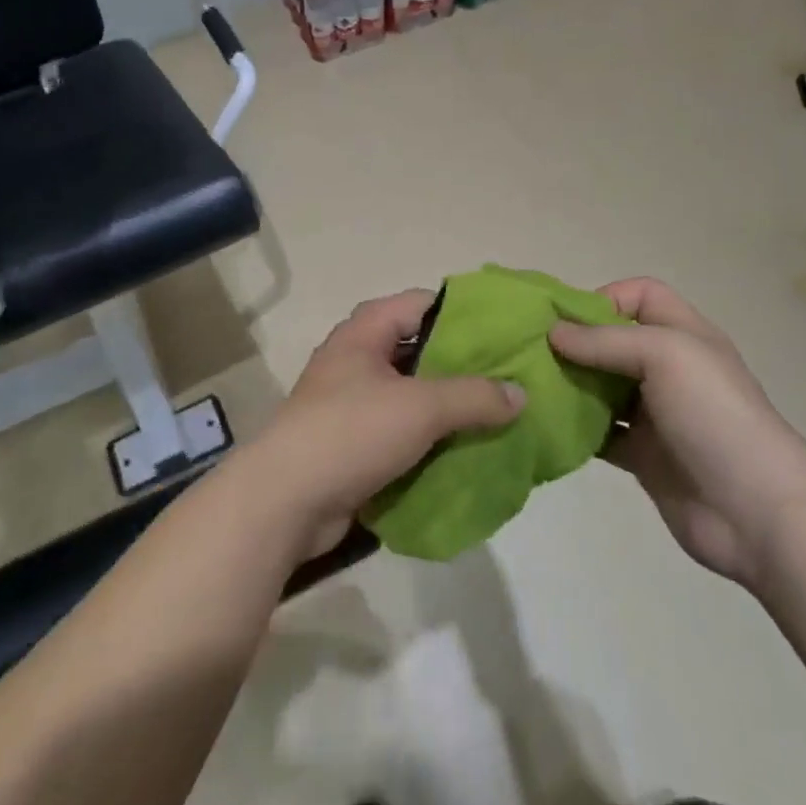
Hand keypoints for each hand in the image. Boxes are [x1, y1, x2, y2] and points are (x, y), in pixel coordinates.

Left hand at [244, 290, 524, 558]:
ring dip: (447, 406)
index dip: (463, 313)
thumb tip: (520, 394)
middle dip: (461, 365)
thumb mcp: (421, 407)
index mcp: (364, 331)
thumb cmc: (352, 432)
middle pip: (419, 350)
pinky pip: (399, 430)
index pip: (422, 303)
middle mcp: (356, 358)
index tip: (504, 331)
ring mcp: (350, 401)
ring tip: (496, 417)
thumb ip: (474, 396)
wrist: (285, 501)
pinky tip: (463, 451)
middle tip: (509, 379)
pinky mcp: (351, 442)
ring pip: (411, 393)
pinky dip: (428, 438)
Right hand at [549, 279, 805, 590]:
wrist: (759, 514)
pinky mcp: (642, 455)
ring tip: (530, 387)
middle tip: (531, 352)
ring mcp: (655, 414)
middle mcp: (669, 368)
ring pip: (601, 387)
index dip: (604, 298)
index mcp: (683, 335)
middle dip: (575, 342)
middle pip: (613, 340)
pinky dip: (575, 428)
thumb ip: (605, 340)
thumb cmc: (715, 415)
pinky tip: (547, 426)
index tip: (566, 321)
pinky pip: (599, 432)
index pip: (640, 295)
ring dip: (569, 384)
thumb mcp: (665, 355)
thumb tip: (553, 332)